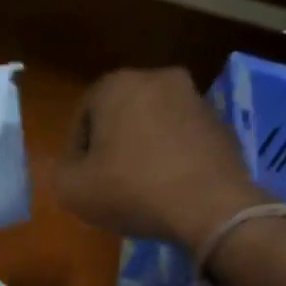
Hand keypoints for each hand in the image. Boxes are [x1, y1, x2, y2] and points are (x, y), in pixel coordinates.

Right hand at [55, 68, 265, 252]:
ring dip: (143, 148)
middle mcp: (158, 78)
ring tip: (140, 186)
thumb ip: (63, 169)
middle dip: (112, 143)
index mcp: (117, 85)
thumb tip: (77, 164)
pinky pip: (183, 137)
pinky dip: (172, 155)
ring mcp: (196, 98)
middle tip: (107, 180)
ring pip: (154, 123)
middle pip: (120, 114)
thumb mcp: (72, 189)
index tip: (80, 177)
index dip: (77, 149)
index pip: (83, 113)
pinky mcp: (222, 122)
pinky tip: (169, 187)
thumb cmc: (131, 190)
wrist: (210, 206)